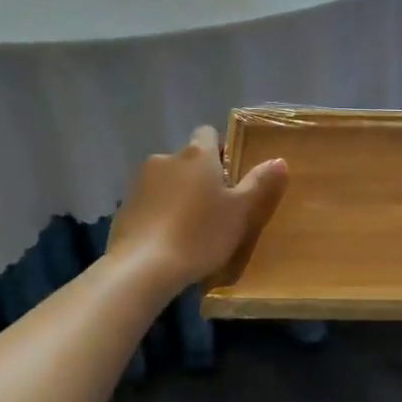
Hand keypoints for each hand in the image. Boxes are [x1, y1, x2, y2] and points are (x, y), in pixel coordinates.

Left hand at [109, 126, 288, 289]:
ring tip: (187, 226)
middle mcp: (165, 158)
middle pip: (186, 159)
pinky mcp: (123, 207)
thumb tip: (279, 160)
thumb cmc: (200, 234)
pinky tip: (165, 240)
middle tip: (213, 206)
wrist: (143, 268)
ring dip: (175, 194)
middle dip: (197, 176)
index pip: (208, 134)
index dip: (219, 150)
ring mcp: (139, 182)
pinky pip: (147, 202)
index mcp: (197, 155)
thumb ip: (260, 184)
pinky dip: (157, 213)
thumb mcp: (241, 212)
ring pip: (165, 180)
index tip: (229, 175)